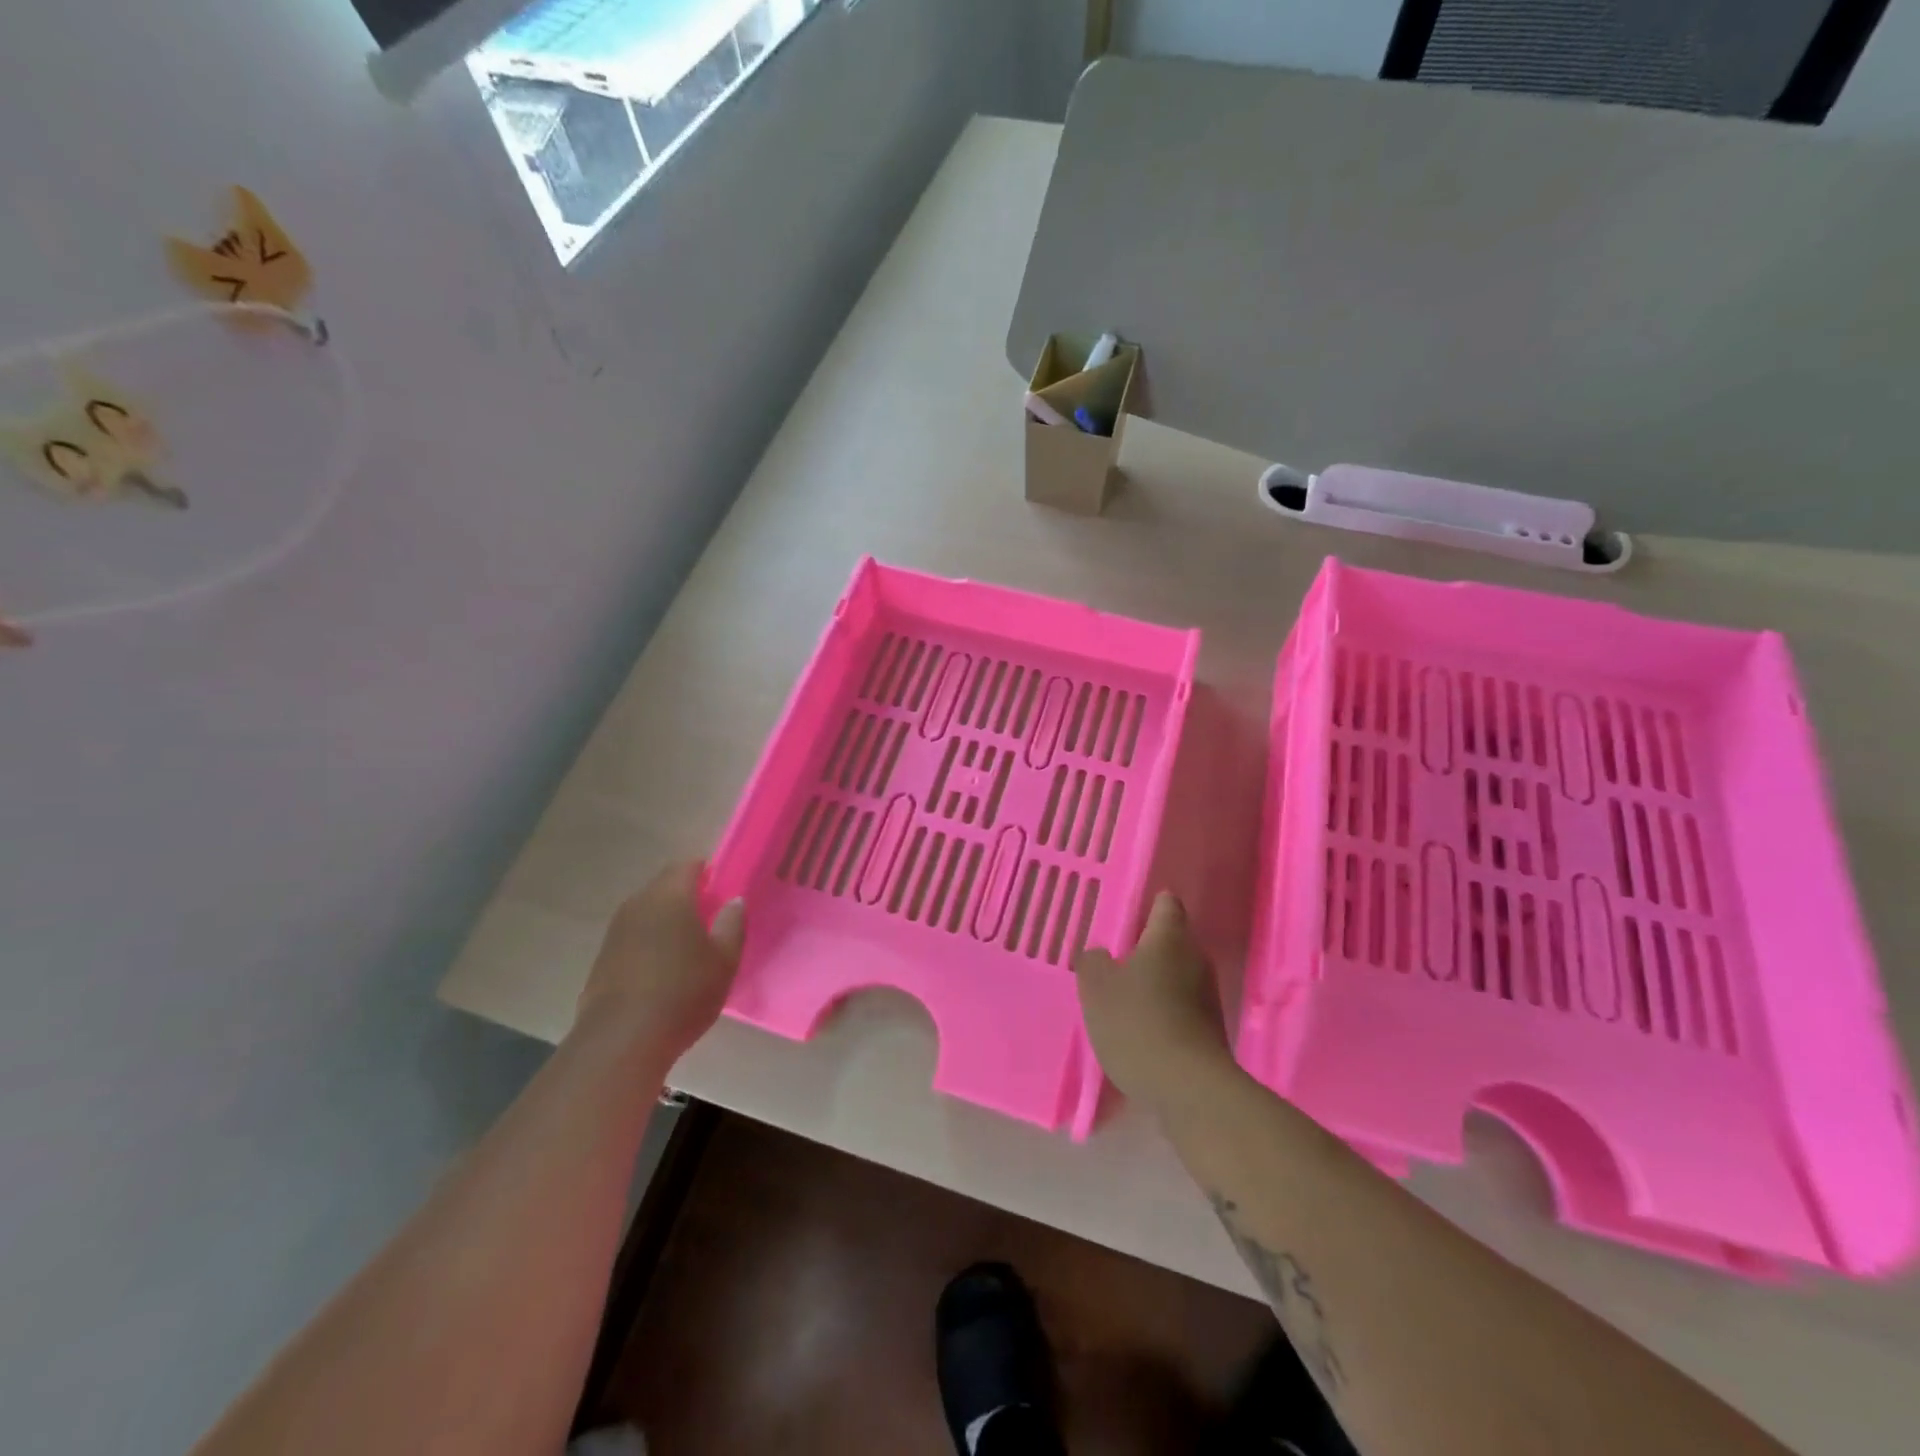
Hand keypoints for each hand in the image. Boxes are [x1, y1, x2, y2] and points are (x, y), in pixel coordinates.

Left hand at [573, 861, 744, 1066]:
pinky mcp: (603, 958)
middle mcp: (638, 904)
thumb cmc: (683, 992)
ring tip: (689, 946)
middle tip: (712, 918)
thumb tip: (734, 901)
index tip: (724, 890)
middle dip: (688, 895)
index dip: (708, 872)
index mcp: (670, 896)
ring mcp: (615, 931)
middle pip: (665, 886)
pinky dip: (650, 942)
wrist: (622, 1041)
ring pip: (647, 911)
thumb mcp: (725, 959)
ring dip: (667, 920)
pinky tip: (663, 970)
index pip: (688, 865)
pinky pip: (633, 936)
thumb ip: (733, 924)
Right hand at [1073, 892, 1232, 1111]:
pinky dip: (1163, 1013)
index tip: (1127, 915)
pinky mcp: (1211, 1031)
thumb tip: (1101, 955)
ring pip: (1177, 977)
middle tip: (1115, 962)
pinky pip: (1182, 1009)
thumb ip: (1092, 961)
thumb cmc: (1137, 1022)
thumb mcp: (1096, 987)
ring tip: (1124, 1000)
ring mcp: (1209, 996)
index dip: (1148, 905)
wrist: (1189, 1089)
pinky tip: (1141, 1032)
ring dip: (1155, 984)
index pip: (1166, 904)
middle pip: (1171, 942)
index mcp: (1169, 938)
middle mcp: (1196, 959)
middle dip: (1146, 950)